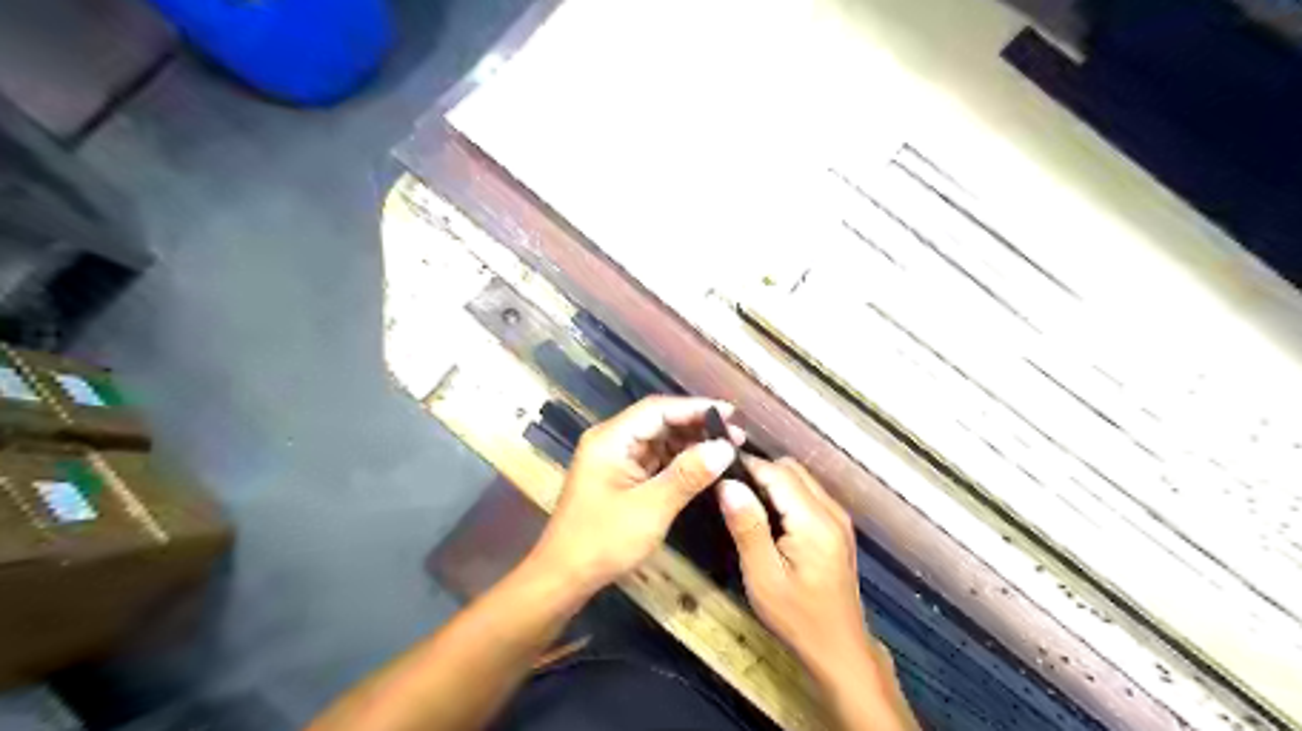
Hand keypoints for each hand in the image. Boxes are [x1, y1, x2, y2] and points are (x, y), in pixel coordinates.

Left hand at [527, 398, 741, 596]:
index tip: (731, 415)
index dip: (696, 408)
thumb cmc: (603, 540)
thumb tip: (725, 448)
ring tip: (726, 451)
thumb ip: (688, 475)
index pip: (658, 409)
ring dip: (690, 444)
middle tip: (736, 437)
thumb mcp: (651, 508)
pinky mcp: (620, 476)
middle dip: (696, 426)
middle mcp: (612, 440)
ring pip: (659, 439)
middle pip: (659, 421)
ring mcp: (615, 458)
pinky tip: (703, 467)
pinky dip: (679, 461)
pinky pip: (655, 459)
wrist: (565, 576)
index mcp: (611, 438)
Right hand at [716, 458, 868, 671]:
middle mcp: (832, 510)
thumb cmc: (797, 617)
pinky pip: (808, 493)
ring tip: (742, 500)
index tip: (716, 469)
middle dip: (759, 471)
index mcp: (815, 521)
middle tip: (727, 490)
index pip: (777, 473)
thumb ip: (747, 526)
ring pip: (801, 478)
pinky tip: (766, 515)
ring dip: (772, 481)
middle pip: (791, 469)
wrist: (839, 649)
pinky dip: (785, 493)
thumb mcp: (763, 577)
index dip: (746, 466)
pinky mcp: (838, 526)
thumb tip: (727, 483)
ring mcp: (839, 517)